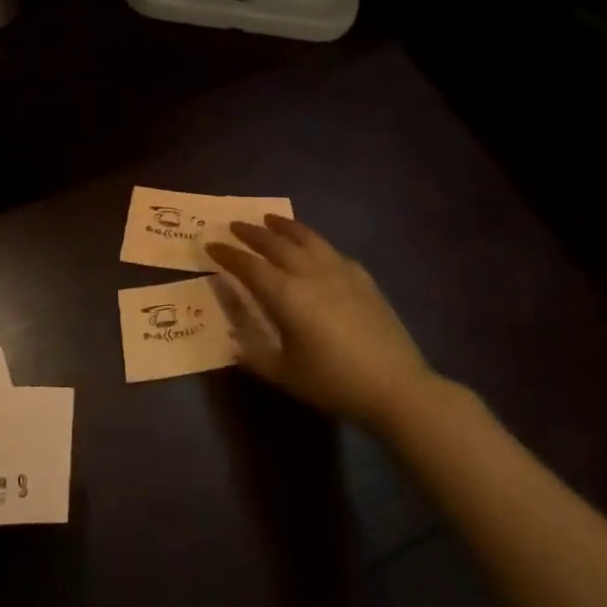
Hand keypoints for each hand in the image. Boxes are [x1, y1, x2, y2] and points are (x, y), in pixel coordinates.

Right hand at [208, 215, 448, 432]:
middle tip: (235, 225)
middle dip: (251, 232)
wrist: (396, 387)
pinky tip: (315, 249)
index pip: (249, 266)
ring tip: (271, 219)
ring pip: (307, 238)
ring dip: (285, 226)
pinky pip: (332, 251)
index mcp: (286, 296)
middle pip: (276, 244)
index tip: (211, 245)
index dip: (228, 255)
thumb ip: (254, 355)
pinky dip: (315, 243)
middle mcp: (310, 274)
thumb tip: (232, 342)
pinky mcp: (363, 278)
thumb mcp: (285, 374)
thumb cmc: (334, 383)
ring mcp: (340, 272)